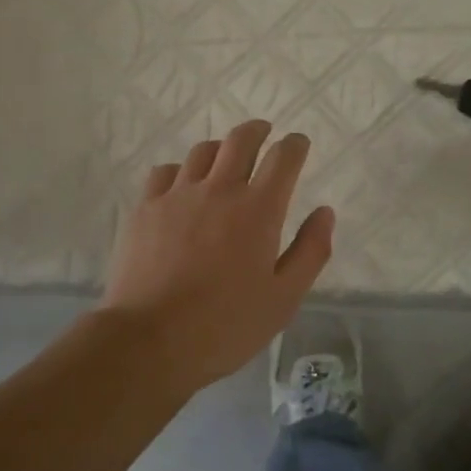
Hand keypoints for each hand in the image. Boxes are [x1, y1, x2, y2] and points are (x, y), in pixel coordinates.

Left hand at [99, 120, 335, 390]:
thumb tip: (325, 212)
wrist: (150, 339)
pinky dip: (181, 171)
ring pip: (202, 152)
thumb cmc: (226, 326)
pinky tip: (182, 187)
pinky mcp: (145, 208)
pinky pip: (165, 172)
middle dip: (258, 131)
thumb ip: (310, 251)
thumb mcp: (284, 298)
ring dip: (220, 150)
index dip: (295, 145)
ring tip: (224, 161)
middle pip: (241, 140)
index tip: (299, 145)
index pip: (283, 157)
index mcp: (259, 210)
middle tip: (264, 133)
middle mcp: (219, 190)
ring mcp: (177, 195)